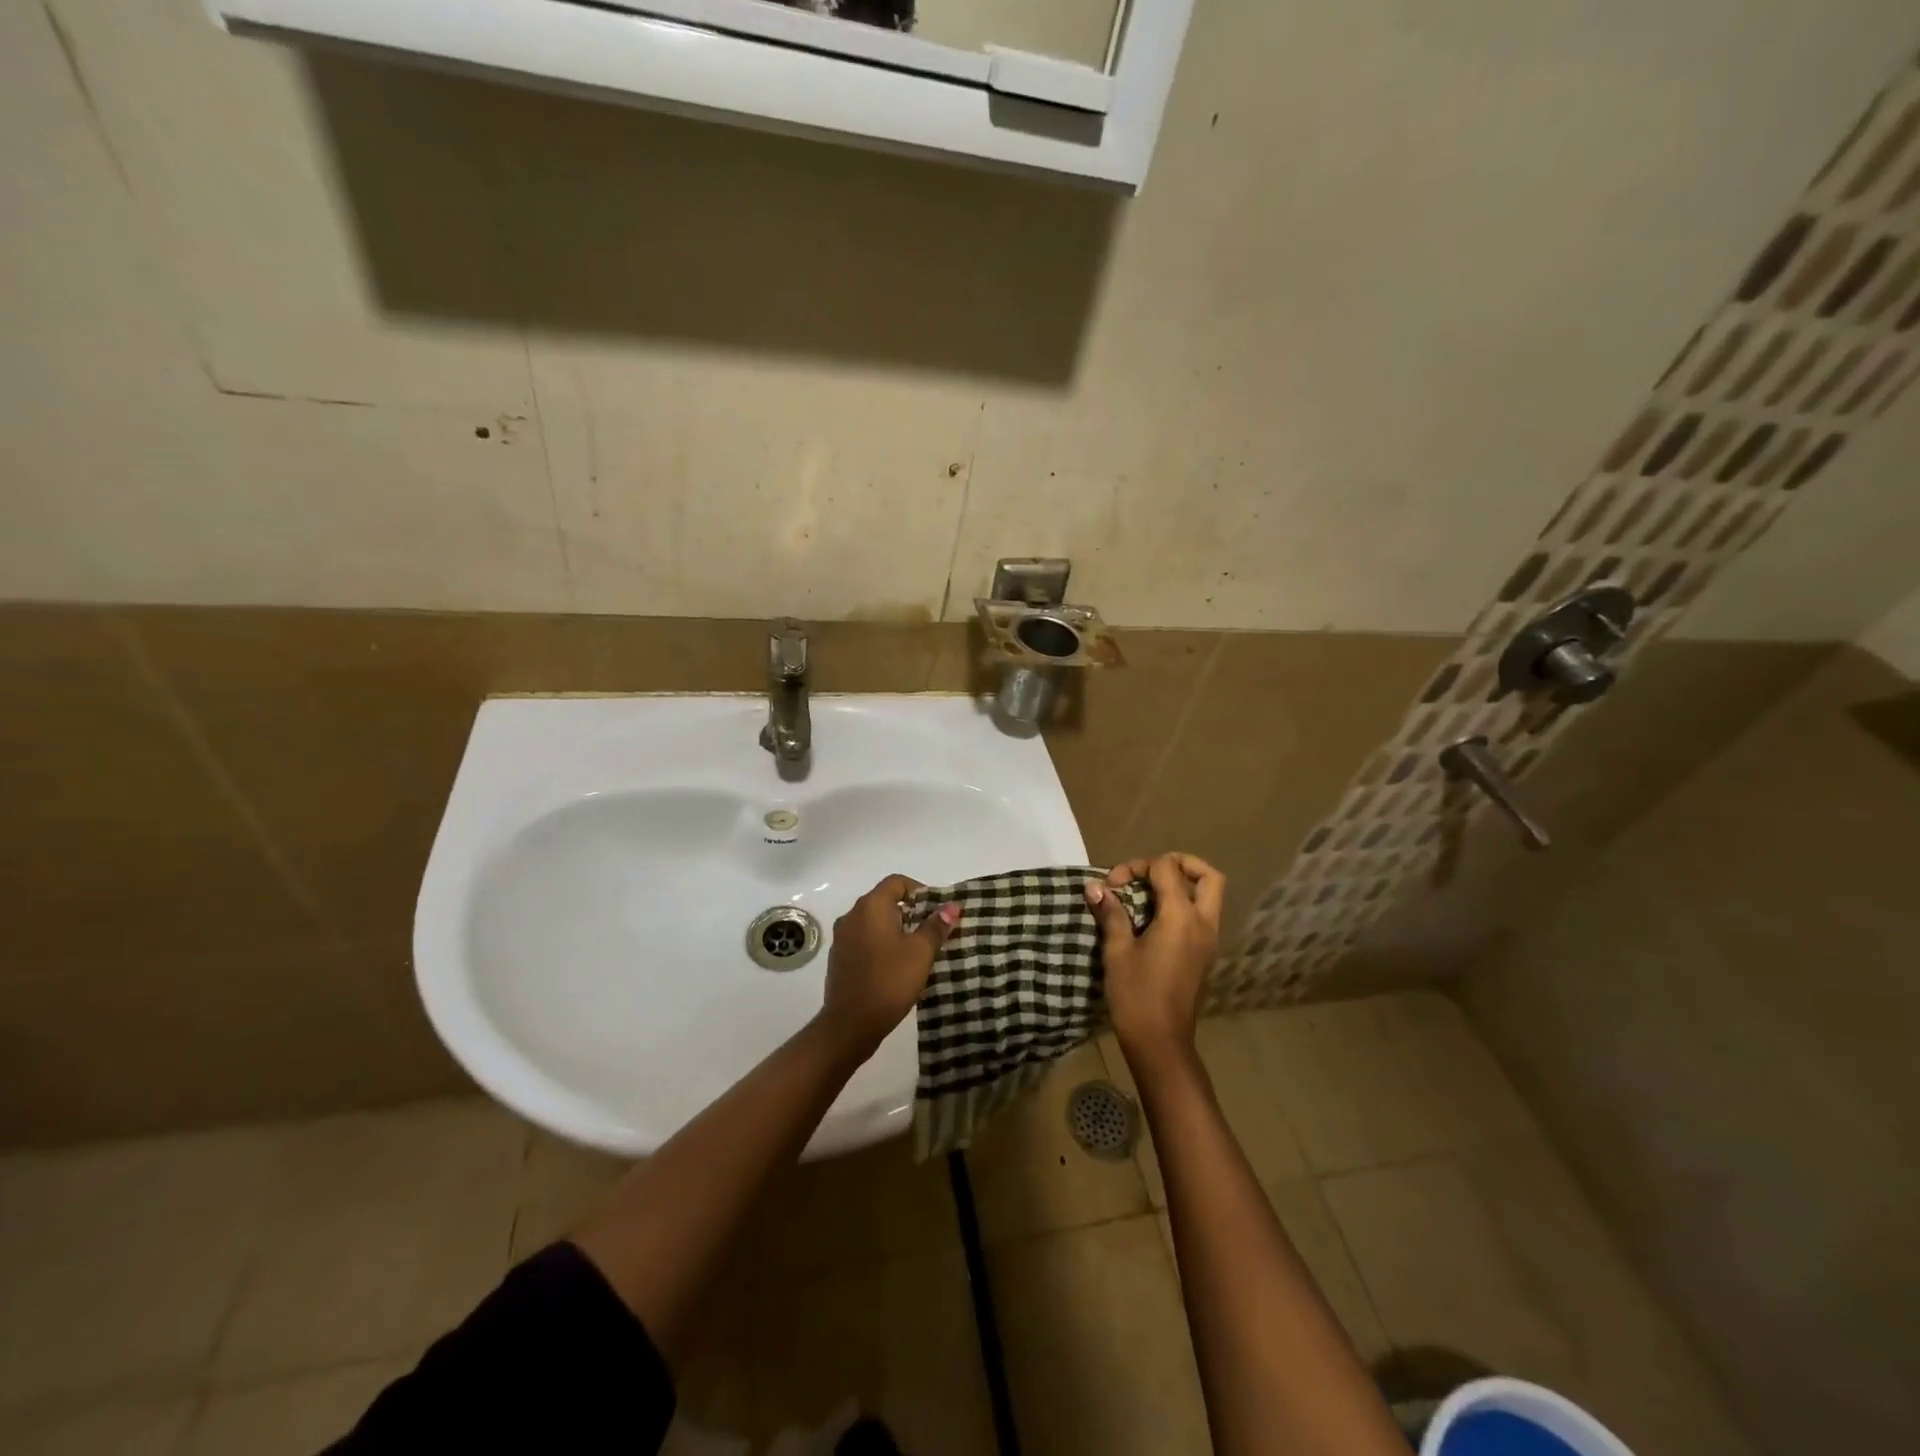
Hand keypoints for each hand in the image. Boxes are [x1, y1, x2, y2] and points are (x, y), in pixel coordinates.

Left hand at [820, 874, 960, 1054]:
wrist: (849, 1025)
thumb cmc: (888, 982)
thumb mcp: (920, 953)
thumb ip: (936, 926)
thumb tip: (952, 906)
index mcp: (870, 907)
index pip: (897, 882)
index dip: (920, 891)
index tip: (938, 911)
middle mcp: (852, 916)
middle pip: (885, 901)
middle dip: (911, 912)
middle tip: (934, 932)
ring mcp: (842, 938)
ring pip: (875, 922)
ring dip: (897, 930)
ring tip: (919, 951)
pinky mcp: (839, 958)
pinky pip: (865, 940)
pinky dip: (882, 944)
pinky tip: (897, 966)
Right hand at [1087, 853, 1223, 1073]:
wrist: (1160, 1043)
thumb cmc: (1136, 995)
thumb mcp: (1117, 951)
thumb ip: (1111, 913)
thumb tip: (1094, 887)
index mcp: (1182, 917)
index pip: (1167, 868)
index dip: (1136, 866)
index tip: (1112, 886)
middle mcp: (1203, 923)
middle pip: (1208, 876)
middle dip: (1179, 864)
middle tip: (1148, 872)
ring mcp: (1208, 940)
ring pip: (1208, 896)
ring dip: (1182, 885)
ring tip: (1147, 894)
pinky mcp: (1204, 954)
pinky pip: (1202, 915)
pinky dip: (1182, 905)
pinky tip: (1152, 918)